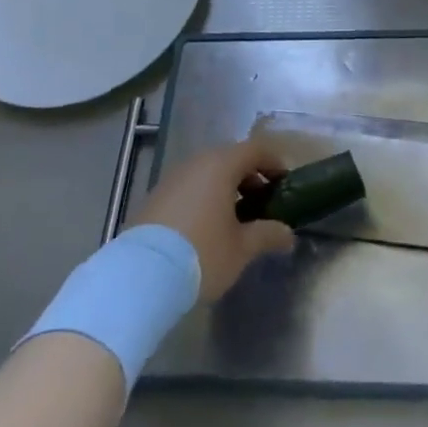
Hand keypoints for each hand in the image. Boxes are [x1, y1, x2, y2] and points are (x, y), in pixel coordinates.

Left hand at [132, 140, 295, 300]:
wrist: (140, 277)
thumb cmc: (202, 254)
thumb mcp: (242, 248)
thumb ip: (268, 234)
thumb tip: (287, 233)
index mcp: (220, 165)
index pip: (255, 149)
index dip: (274, 163)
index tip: (285, 184)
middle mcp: (195, 163)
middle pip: (230, 158)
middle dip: (250, 178)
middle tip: (263, 205)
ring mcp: (172, 178)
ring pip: (207, 173)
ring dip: (226, 189)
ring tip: (235, 220)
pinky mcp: (155, 197)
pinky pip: (189, 188)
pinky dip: (204, 198)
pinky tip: (206, 227)